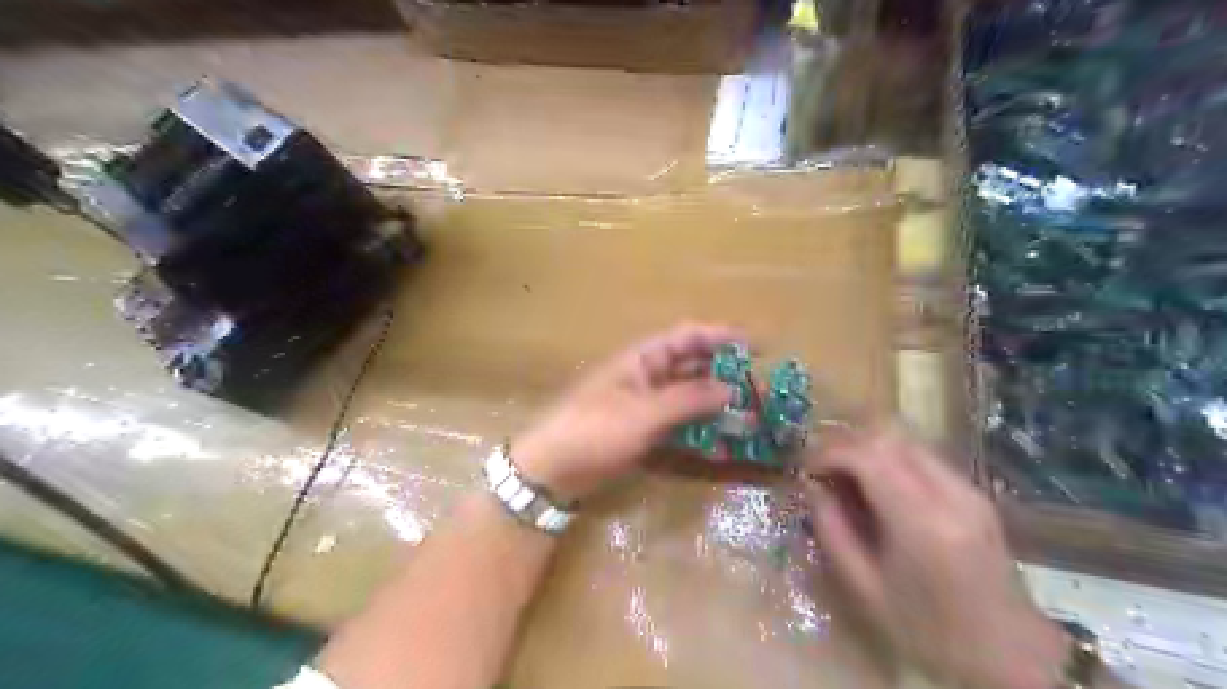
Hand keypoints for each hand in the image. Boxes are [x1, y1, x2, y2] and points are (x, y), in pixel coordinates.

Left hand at [510, 322, 736, 501]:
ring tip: (746, 413)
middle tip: (757, 385)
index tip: (755, 346)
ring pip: (687, 395)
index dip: (720, 336)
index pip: (687, 337)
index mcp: (642, 358)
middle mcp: (646, 375)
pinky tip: (719, 440)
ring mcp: (645, 404)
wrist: (554, 468)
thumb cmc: (595, 429)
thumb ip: (688, 399)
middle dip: (722, 371)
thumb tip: (731, 389)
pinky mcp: (643, 430)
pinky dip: (697, 427)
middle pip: (690, 365)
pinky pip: (677, 422)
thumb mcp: (644, 412)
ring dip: (713, 401)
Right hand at [802, 430, 1070, 688]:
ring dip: (869, 448)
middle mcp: (950, 493)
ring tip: (845, 475)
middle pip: (890, 436)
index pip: (868, 455)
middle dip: (847, 443)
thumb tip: (812, 488)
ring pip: (907, 440)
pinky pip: (923, 457)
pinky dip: (891, 459)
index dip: (829, 452)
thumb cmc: (927, 631)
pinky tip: (877, 486)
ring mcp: (968, 489)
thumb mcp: (864, 588)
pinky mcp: (975, 493)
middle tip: (822, 468)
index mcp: (922, 522)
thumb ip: (832, 530)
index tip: (805, 470)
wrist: (1007, 656)